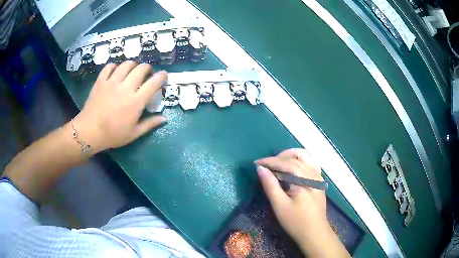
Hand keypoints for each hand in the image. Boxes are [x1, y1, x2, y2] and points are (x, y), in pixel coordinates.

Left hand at [73, 61, 166, 152]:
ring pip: (126, 64)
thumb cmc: (113, 135)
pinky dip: (114, 66)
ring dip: (132, 65)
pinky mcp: (101, 81)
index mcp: (136, 101)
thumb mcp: (133, 134)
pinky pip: (109, 66)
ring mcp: (112, 82)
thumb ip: (149, 124)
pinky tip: (115, 72)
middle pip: (141, 68)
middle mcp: (126, 87)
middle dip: (147, 68)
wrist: (89, 132)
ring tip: (131, 71)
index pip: (154, 82)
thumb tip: (164, 118)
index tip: (163, 76)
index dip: (161, 76)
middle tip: (146, 74)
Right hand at [256, 149, 349, 256]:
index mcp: (305, 179)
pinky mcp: (319, 181)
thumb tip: (260, 169)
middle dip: (279, 158)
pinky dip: (299, 161)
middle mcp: (314, 173)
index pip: (286, 163)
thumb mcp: (280, 205)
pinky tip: (291, 169)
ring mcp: (319, 176)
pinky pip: (310, 163)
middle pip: (296, 157)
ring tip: (277, 164)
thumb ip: (270, 185)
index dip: (270, 161)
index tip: (256, 163)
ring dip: (290, 157)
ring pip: (305, 157)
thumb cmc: (296, 222)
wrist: (315, 233)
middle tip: (266, 166)